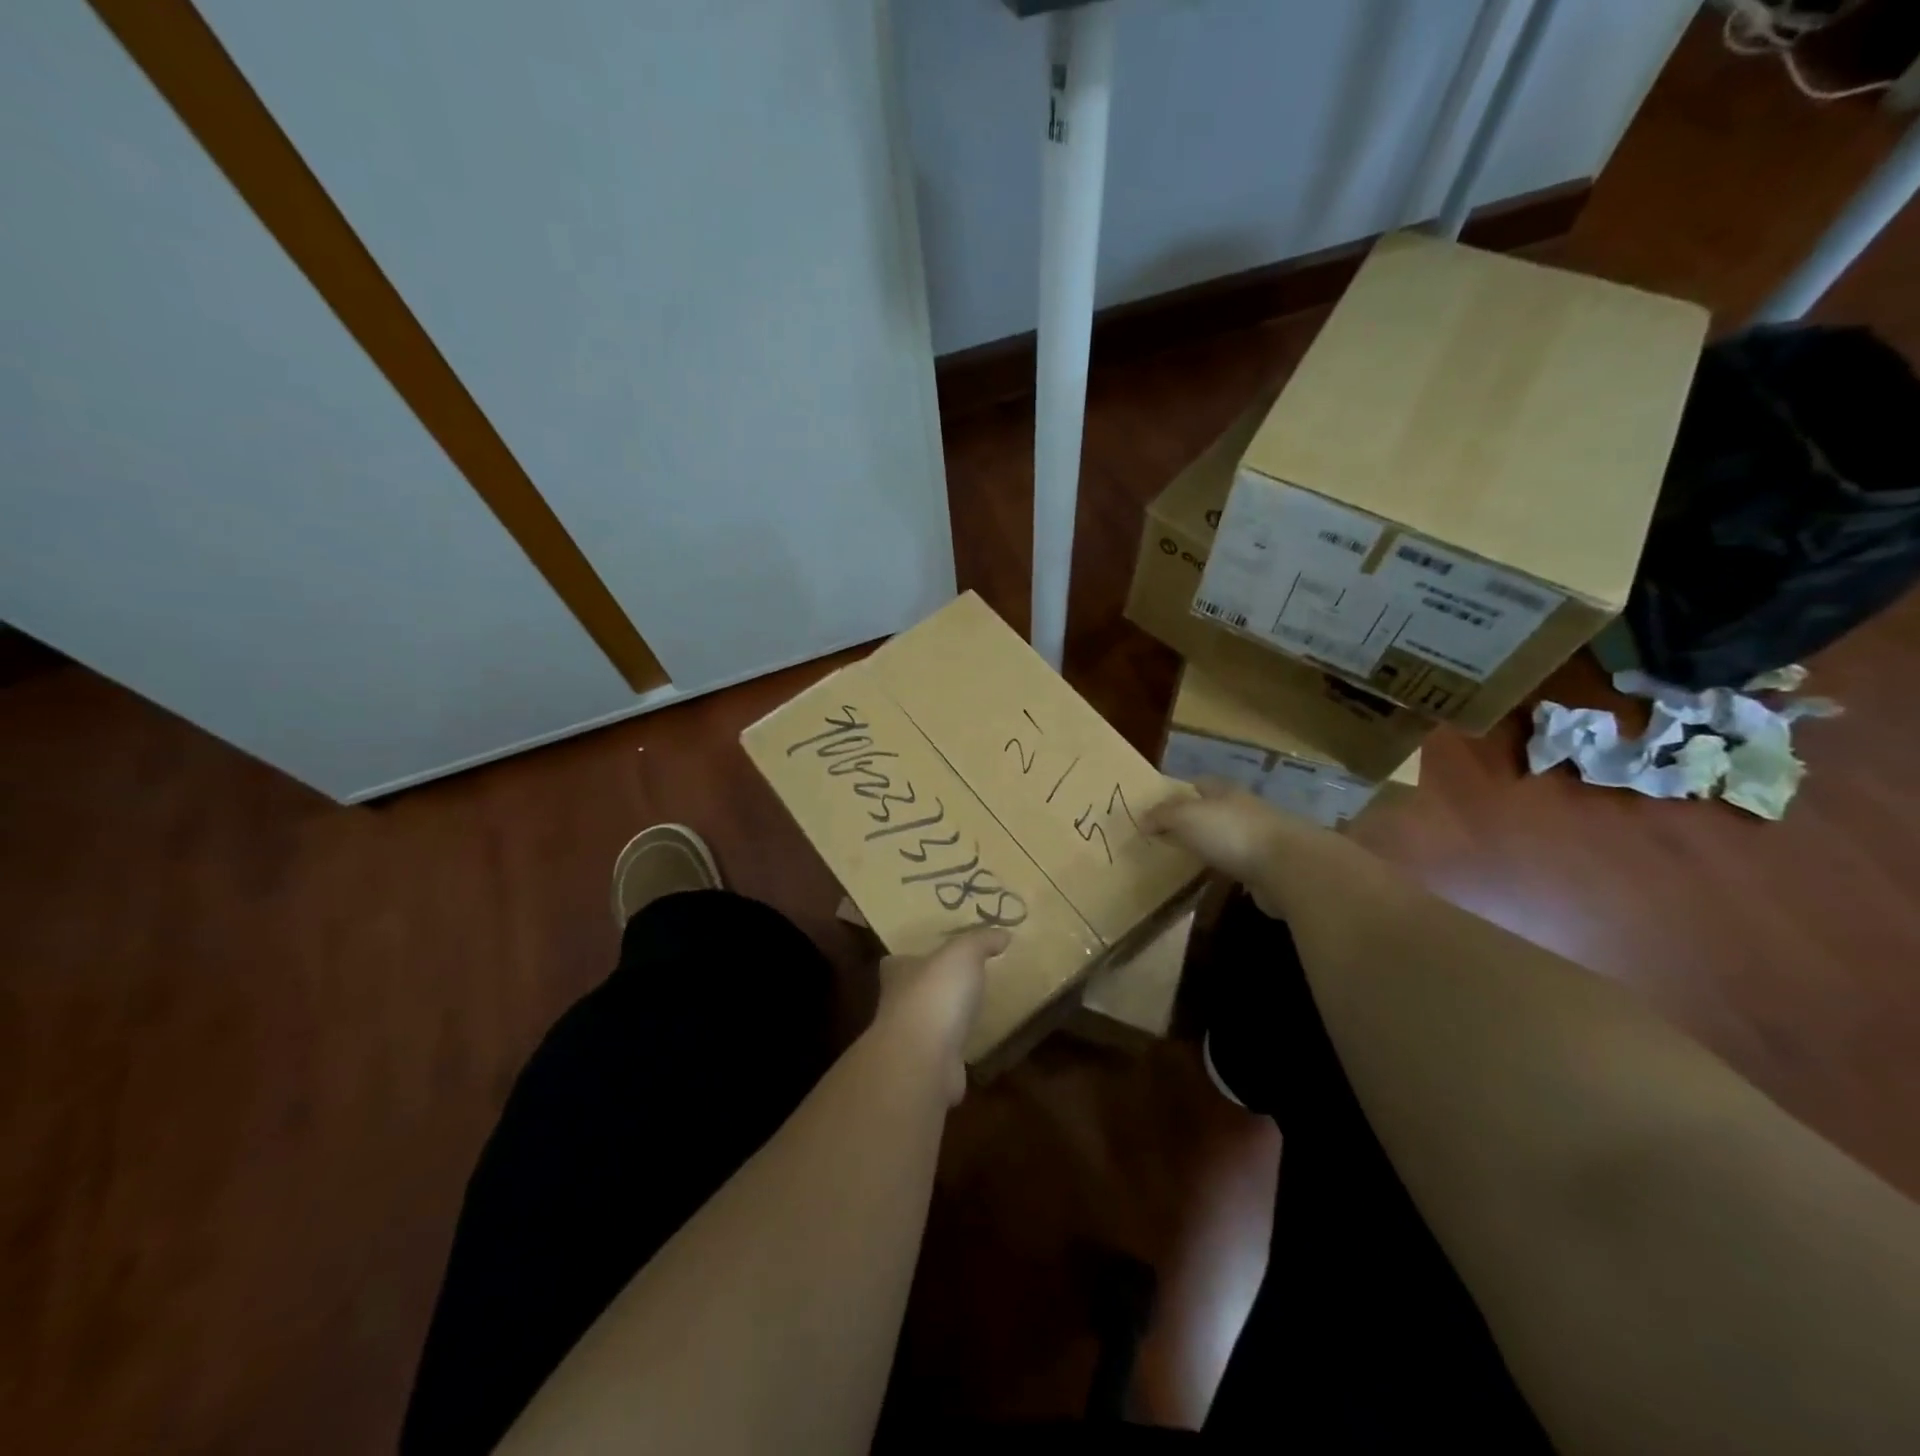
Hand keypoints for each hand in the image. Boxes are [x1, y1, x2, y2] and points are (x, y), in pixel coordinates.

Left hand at [876, 926, 1007, 1103]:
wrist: (923, 1060)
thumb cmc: (935, 994)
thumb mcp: (963, 954)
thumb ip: (981, 940)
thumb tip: (1004, 934)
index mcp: (898, 973)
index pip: (896, 962)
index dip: (911, 957)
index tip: (932, 955)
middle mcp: (897, 1005)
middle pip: (911, 992)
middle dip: (932, 987)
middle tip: (960, 980)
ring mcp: (910, 1040)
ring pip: (927, 1023)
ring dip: (944, 1018)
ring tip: (972, 1009)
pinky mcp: (926, 1068)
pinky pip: (943, 1052)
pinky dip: (955, 1048)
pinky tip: (974, 1043)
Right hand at [1143, 779, 1300, 915]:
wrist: (1288, 867)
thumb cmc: (1232, 832)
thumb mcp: (1186, 817)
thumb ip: (1162, 816)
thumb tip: (1141, 819)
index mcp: (1225, 791)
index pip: (1200, 783)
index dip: (1180, 790)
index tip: (1160, 805)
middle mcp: (1244, 809)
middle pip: (1215, 809)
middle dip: (1195, 818)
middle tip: (1168, 833)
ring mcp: (1260, 838)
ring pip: (1228, 836)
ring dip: (1212, 844)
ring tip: (1187, 857)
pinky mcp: (1269, 867)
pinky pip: (1241, 863)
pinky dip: (1227, 867)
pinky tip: (1214, 877)